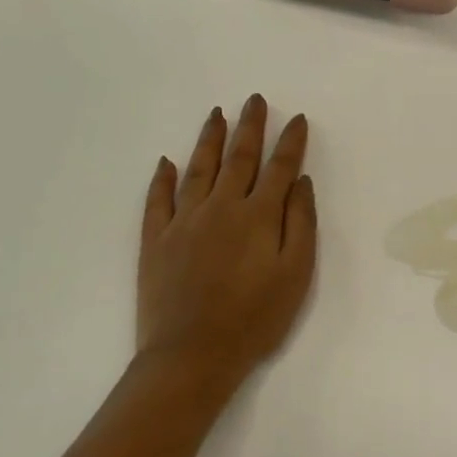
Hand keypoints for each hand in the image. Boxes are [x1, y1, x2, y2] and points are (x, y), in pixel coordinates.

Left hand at [134, 96, 316, 406]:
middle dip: (250, 126)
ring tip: (216, 114)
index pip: (279, 168)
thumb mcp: (296, 274)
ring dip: (209, 139)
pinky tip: (165, 162)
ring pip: (198, 169)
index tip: (297, 119)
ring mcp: (183, 221)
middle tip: (254, 100)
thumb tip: (300, 182)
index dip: (290, 142)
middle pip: (238, 158)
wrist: (192, 355)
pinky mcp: (155, 240)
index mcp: (258, 216)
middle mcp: (220, 207)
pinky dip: (162, 179)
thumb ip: (301, 223)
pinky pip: (158, 200)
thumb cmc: (255, 319)